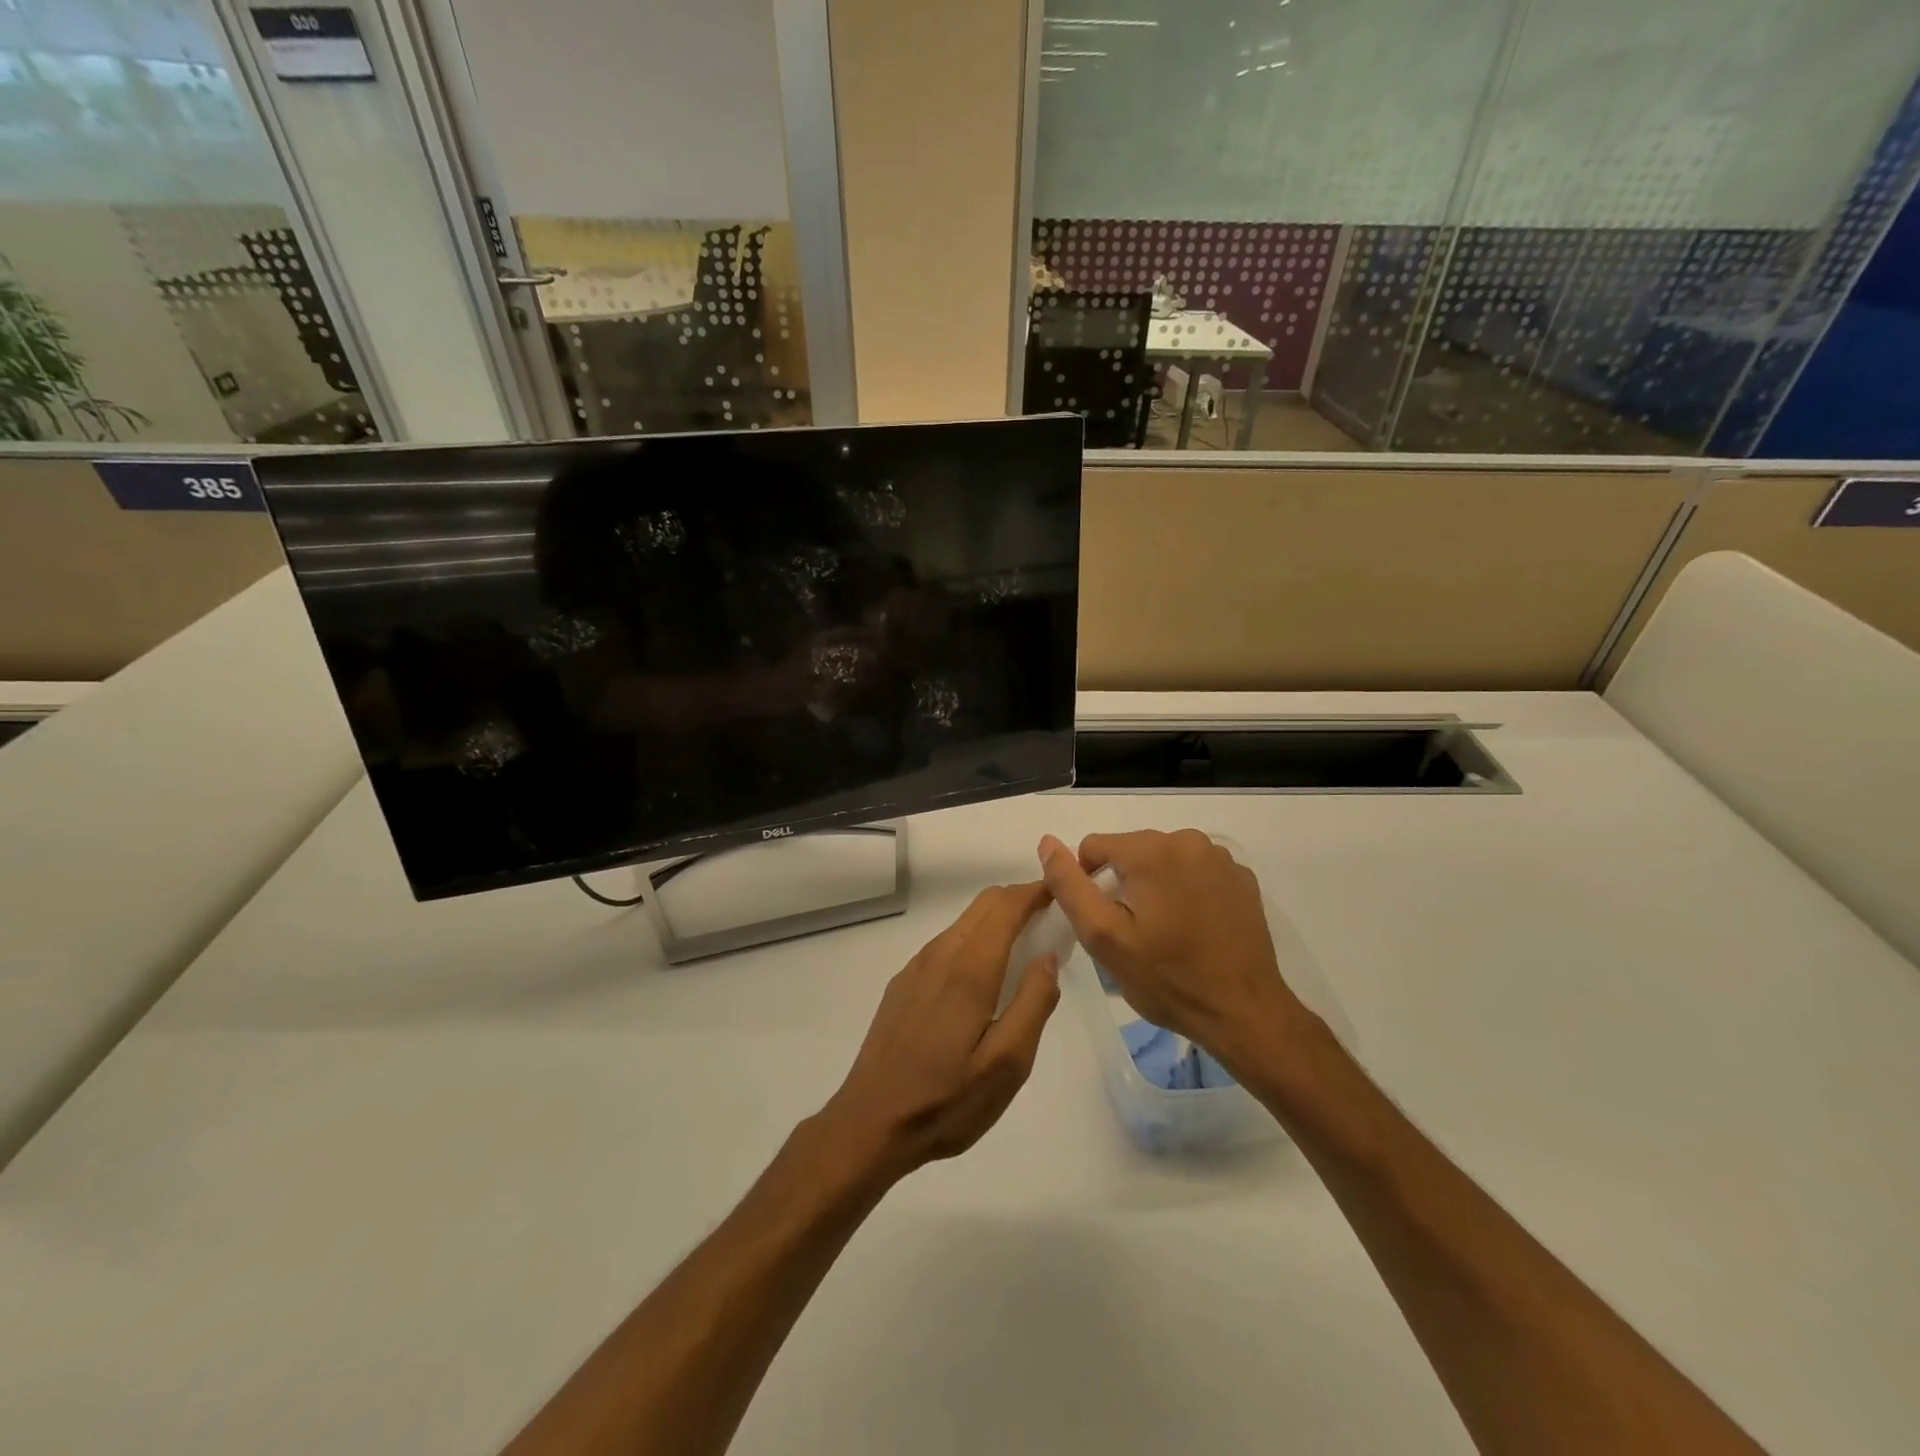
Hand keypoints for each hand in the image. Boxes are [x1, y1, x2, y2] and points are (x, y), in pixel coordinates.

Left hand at [818, 883, 1062, 1182]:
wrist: (871, 1122)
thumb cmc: (948, 1100)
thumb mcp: (1008, 1063)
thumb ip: (1034, 1003)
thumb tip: (1048, 957)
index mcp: (970, 968)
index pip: (1006, 906)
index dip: (1035, 892)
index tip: (1062, 894)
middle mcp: (940, 954)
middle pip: (983, 905)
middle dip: (1018, 900)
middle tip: (1050, 920)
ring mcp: (917, 967)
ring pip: (963, 922)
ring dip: (996, 920)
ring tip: (1023, 947)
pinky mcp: (903, 983)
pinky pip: (946, 944)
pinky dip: (974, 940)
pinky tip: (983, 976)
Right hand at [1038, 830, 1312, 1074]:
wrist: (1243, 1012)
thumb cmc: (1167, 978)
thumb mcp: (1103, 936)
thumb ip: (1070, 885)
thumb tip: (1047, 843)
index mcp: (1151, 850)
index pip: (1095, 846)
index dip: (1088, 882)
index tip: (1103, 921)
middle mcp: (1188, 840)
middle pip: (1132, 850)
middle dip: (1123, 883)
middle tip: (1133, 932)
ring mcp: (1221, 858)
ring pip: (1164, 860)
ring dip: (1155, 885)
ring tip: (1164, 932)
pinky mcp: (1243, 878)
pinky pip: (1196, 872)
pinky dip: (1187, 890)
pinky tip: (1194, 928)